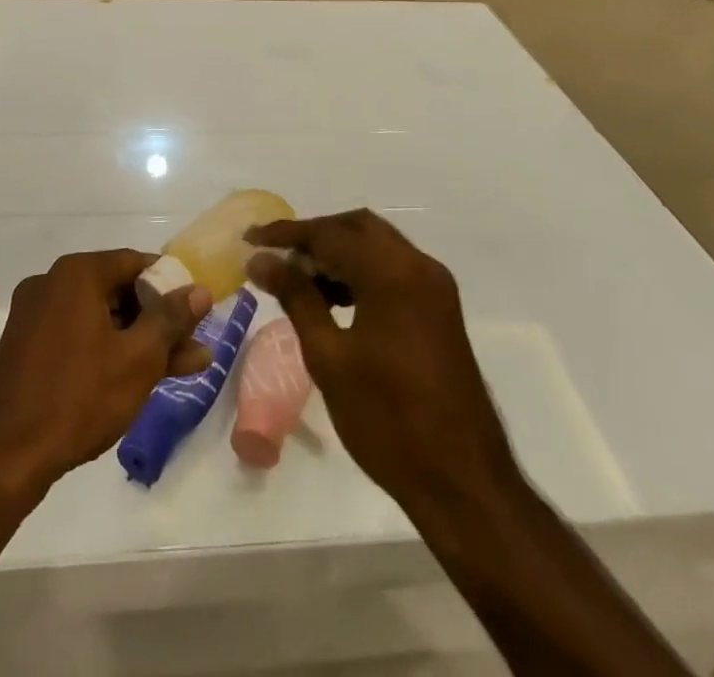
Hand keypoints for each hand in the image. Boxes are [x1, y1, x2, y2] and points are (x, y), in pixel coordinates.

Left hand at [0, 250, 213, 496]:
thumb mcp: (137, 359)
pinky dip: (106, 350)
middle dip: (157, 320)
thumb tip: (200, 290)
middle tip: (193, 348)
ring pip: (99, 317)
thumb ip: (171, 320)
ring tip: (179, 369)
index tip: (195, 312)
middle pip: (117, 290)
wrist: (2, 456)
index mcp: (77, 273)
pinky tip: (133, 377)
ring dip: (136, 339)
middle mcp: (51, 282)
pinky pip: (76, 335)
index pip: (135, 262)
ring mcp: (33, 314)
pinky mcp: (24, 345)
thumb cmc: (78, 398)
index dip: (170, 285)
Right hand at [247, 211, 518, 510]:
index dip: (286, 234)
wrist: (464, 485)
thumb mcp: (329, 357)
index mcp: (393, 273)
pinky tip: (333, 298)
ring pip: (377, 246)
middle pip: (357, 227)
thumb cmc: (389, 421)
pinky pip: (393, 269)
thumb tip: (261, 260)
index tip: (249, 239)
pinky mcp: (440, 309)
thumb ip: (296, 297)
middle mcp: (419, 267)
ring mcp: (435, 288)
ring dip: (338, 252)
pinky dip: (360, 271)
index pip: (329, 233)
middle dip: (315, 235)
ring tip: (297, 279)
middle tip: (276, 255)